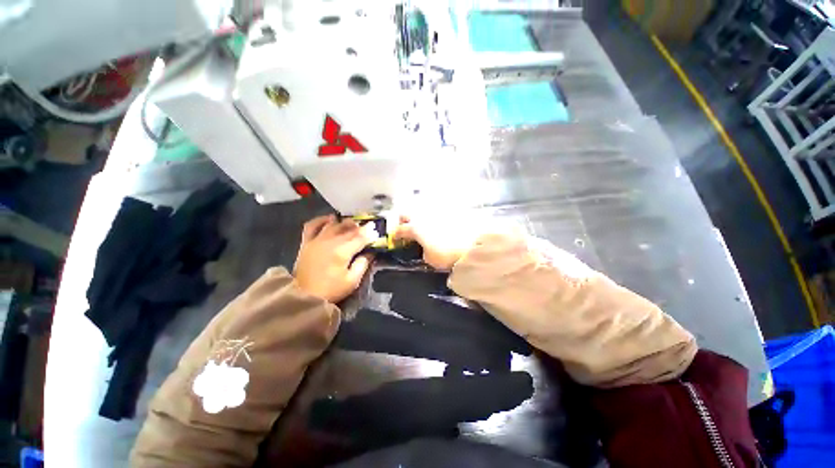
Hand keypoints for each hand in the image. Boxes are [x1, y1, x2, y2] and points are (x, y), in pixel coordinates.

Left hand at [294, 215, 377, 302]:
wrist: (304, 296)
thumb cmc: (331, 290)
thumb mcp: (352, 281)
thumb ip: (362, 264)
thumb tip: (370, 253)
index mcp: (342, 252)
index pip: (360, 238)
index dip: (370, 234)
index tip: (376, 231)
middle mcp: (330, 242)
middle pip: (348, 229)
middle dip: (360, 227)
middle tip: (368, 226)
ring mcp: (317, 240)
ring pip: (334, 224)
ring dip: (345, 222)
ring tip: (353, 223)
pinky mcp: (306, 242)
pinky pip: (312, 225)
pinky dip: (321, 220)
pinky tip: (330, 219)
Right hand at [393, 214, 482, 270]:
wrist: (473, 247)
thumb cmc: (447, 255)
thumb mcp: (430, 259)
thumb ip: (423, 251)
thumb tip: (424, 248)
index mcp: (416, 228)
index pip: (401, 229)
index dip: (396, 234)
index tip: (395, 237)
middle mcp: (424, 215)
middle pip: (407, 213)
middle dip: (403, 220)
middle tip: (406, 227)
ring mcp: (437, 210)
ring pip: (421, 208)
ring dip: (418, 215)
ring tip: (423, 224)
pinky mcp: (450, 209)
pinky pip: (437, 209)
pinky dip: (434, 214)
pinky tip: (439, 222)